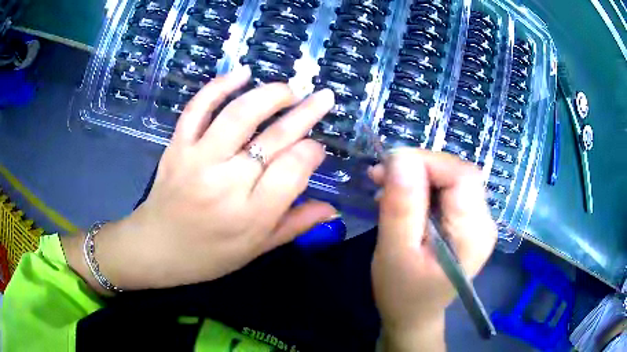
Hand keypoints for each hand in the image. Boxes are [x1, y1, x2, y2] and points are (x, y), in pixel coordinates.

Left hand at [62, 66, 337, 291]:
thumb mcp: (255, 250)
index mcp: (250, 216)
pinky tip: (241, 73)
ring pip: (239, 115)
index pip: (293, 169)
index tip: (316, 148)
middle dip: (306, 113)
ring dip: (270, 95)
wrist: (155, 247)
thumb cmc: (207, 256)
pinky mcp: (177, 146)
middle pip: (274, 138)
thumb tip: (332, 209)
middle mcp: (226, 183)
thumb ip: (295, 226)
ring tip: (290, 89)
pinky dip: (219, 86)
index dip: (312, 152)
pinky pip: (198, 108)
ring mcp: (197, 159)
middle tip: (324, 98)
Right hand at [369, 150, 496, 350]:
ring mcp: (477, 222)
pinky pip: (447, 192)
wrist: (414, 316)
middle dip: (418, 168)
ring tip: (385, 186)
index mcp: (473, 233)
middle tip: (380, 175)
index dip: (427, 162)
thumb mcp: (395, 252)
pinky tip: (400, 198)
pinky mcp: (466, 223)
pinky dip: (421, 188)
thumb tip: (401, 157)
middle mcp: (484, 222)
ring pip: (450, 179)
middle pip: (457, 174)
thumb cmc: (402, 293)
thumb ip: (401, 206)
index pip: (461, 176)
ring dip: (417, 176)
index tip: (388, 167)